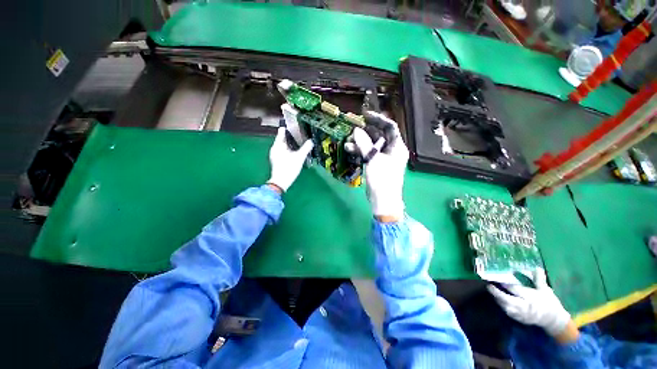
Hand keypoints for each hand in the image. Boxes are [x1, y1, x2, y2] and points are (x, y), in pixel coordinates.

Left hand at [268, 127, 313, 191]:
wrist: (281, 182)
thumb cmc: (289, 168)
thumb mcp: (299, 157)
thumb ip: (306, 148)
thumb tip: (311, 141)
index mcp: (278, 144)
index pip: (282, 131)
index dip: (289, 127)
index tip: (298, 126)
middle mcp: (275, 147)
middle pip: (283, 137)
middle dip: (292, 135)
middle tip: (302, 134)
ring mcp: (275, 153)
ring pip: (284, 144)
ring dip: (291, 143)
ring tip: (301, 142)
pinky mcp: (277, 159)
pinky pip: (283, 150)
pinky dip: (289, 148)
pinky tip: (296, 151)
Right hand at [346, 112, 407, 220]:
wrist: (383, 200)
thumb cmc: (382, 180)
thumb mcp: (372, 160)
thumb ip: (364, 144)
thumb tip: (356, 130)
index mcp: (397, 146)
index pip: (390, 127)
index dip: (378, 119)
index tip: (365, 116)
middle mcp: (392, 150)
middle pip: (379, 135)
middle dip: (365, 132)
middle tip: (353, 129)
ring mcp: (384, 158)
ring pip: (372, 145)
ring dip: (360, 142)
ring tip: (348, 142)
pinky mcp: (377, 164)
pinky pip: (369, 153)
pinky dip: (360, 151)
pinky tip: (349, 150)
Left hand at [487, 269, 571, 336]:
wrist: (553, 321)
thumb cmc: (549, 303)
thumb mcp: (546, 290)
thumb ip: (539, 280)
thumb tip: (537, 267)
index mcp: (530, 298)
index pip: (515, 290)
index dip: (505, 284)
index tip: (496, 277)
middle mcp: (523, 306)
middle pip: (507, 299)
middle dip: (496, 292)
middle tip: (488, 284)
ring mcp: (520, 313)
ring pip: (505, 306)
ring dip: (497, 298)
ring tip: (490, 289)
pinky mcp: (518, 318)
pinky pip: (507, 311)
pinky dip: (501, 304)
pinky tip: (497, 298)